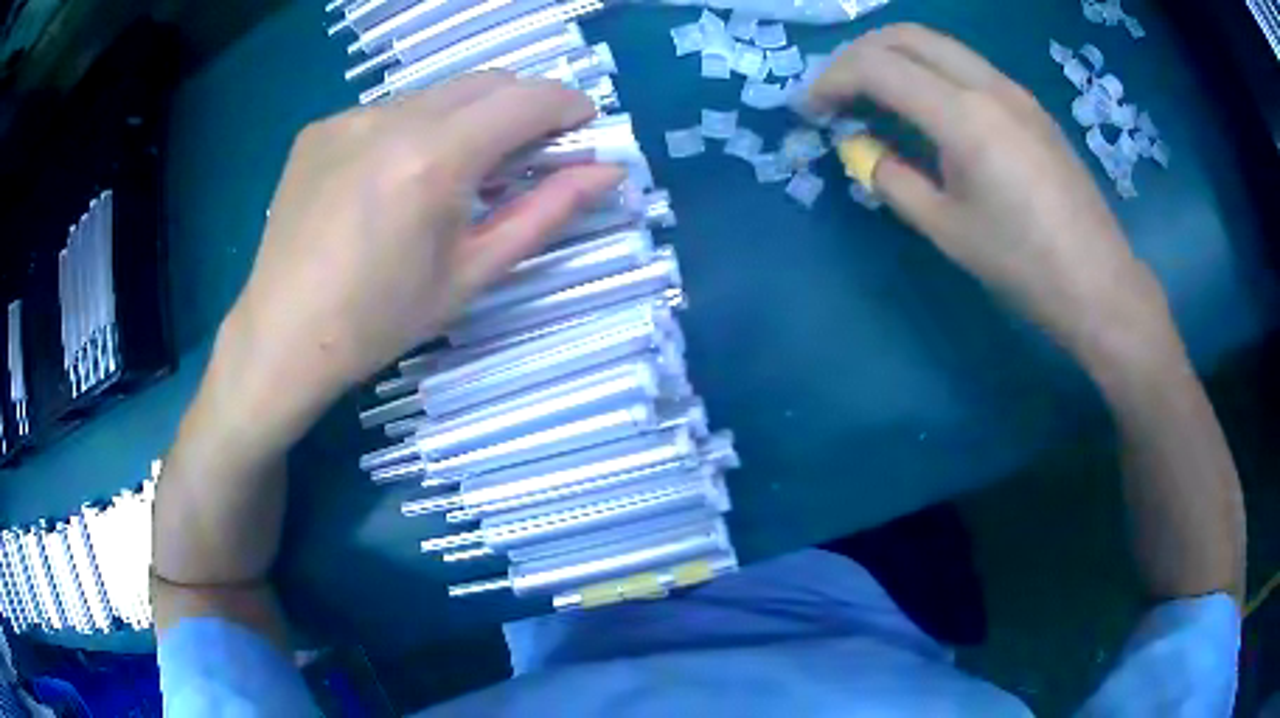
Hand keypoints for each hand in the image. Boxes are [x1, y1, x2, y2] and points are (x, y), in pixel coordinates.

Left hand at [218, 73, 622, 436]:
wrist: (281, 336)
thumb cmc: (379, 320)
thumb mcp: (471, 274)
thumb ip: (545, 213)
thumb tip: (608, 172)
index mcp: (434, 158)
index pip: (528, 98)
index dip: (569, 106)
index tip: (582, 130)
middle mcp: (391, 118)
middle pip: (486, 82)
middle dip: (523, 106)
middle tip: (527, 155)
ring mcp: (349, 116)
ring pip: (436, 93)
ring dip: (467, 118)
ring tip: (453, 175)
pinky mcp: (321, 127)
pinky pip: (389, 110)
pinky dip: (414, 129)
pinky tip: (393, 179)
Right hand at [808, 24, 1171, 358]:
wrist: (1099, 283)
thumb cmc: (1023, 265)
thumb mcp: (946, 229)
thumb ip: (892, 179)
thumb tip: (862, 151)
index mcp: (964, 116)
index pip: (877, 67)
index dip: (832, 81)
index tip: (811, 111)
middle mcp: (987, 85)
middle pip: (905, 36)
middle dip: (858, 55)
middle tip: (837, 92)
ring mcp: (1013, 90)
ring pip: (938, 45)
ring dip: (895, 58)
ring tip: (874, 96)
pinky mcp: (1029, 105)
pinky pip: (966, 66)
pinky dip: (929, 71)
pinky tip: (926, 109)